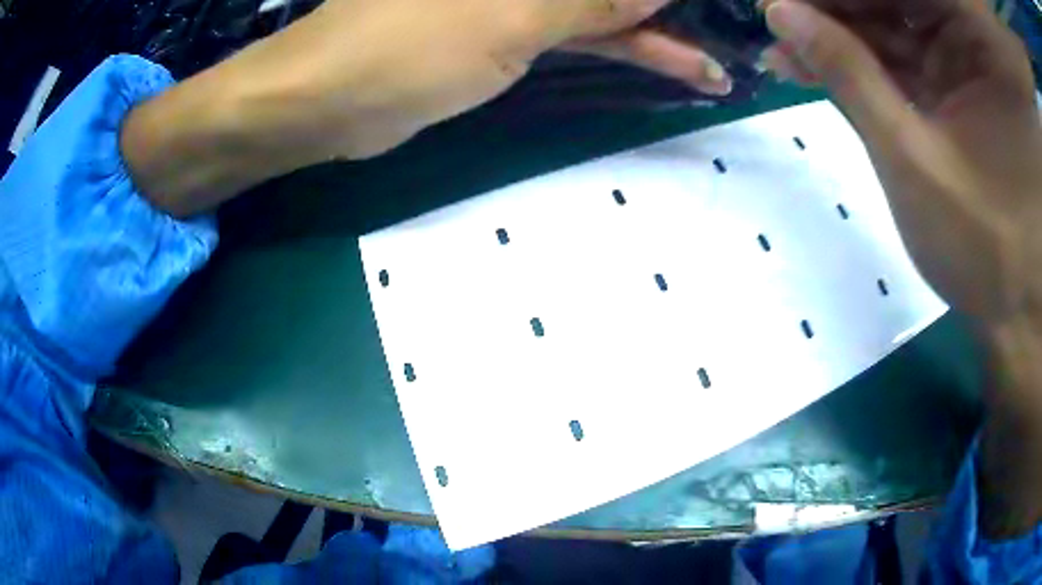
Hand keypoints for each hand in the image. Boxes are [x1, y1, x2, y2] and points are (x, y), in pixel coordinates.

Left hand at [123, 0, 729, 215]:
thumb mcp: (509, 17)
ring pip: (605, 6)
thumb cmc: (405, 47)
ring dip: (660, 34)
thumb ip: (591, 1)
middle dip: (670, 9)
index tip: (721, 8)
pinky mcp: (511, 27)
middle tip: (732, 37)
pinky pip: (584, 30)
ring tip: (715, 65)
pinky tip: (673, 65)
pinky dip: (627, 47)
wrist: (331, 100)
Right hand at [759, 0, 1041, 538]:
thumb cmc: (985, 251)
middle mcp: (979, 38)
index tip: (785, 1)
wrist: (1013, 314)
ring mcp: (972, 60)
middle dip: (837, 8)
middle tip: (778, 18)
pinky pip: (906, 51)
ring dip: (841, 33)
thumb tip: (780, 13)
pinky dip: (865, 57)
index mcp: (985, 42)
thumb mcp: (915, 157)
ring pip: (896, 20)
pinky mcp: (962, 84)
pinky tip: (817, 63)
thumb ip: (850, 74)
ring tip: (786, 46)